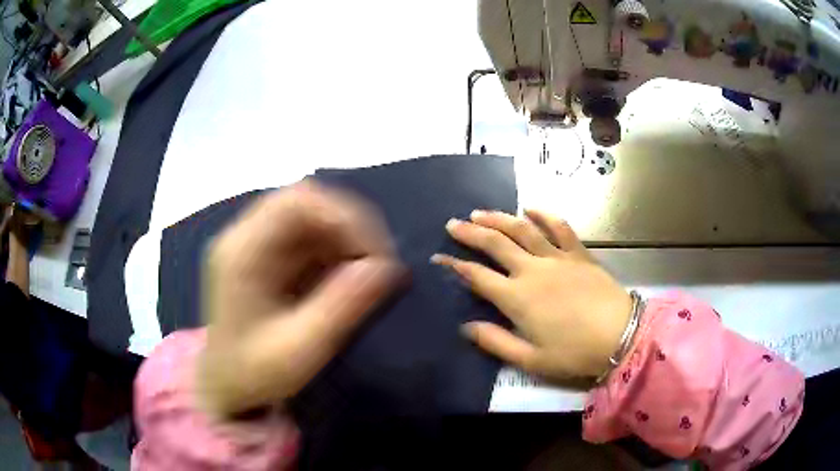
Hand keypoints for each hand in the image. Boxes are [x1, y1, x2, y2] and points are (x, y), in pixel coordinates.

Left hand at [198, 182, 401, 417]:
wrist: (224, 385)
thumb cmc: (254, 374)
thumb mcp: (299, 351)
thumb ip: (341, 308)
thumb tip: (386, 268)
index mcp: (241, 253)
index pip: (296, 202)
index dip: (344, 215)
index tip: (375, 253)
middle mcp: (245, 237)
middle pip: (305, 201)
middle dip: (350, 225)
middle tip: (378, 262)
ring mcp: (256, 244)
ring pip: (311, 215)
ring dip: (346, 237)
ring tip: (369, 271)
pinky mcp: (268, 256)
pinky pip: (309, 236)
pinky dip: (337, 249)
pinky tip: (349, 276)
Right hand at [432, 210, 630, 379]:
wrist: (620, 336)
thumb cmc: (573, 353)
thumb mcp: (531, 360)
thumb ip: (496, 342)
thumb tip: (466, 327)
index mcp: (517, 298)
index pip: (477, 276)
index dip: (455, 265)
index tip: (439, 256)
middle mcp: (532, 270)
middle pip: (496, 244)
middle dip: (471, 232)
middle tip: (453, 223)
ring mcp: (557, 258)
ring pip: (522, 230)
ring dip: (499, 218)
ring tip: (481, 212)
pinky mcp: (578, 254)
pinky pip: (560, 228)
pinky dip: (544, 216)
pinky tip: (531, 209)